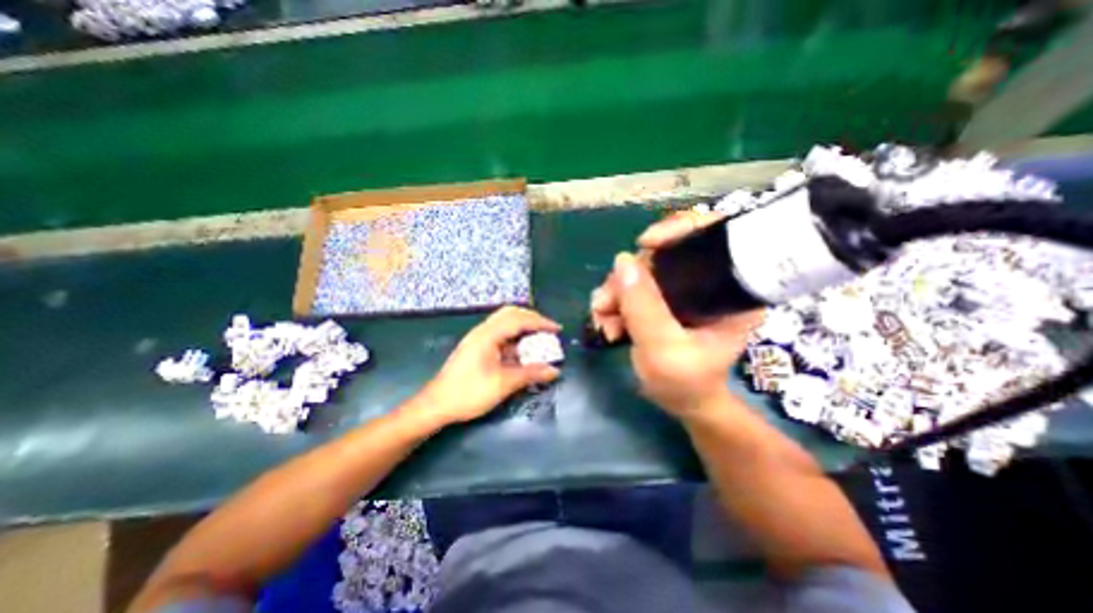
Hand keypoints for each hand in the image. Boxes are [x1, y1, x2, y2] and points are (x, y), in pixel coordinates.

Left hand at [414, 307, 558, 426]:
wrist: (436, 405)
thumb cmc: (468, 393)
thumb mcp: (503, 384)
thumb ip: (530, 374)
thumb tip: (554, 371)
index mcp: (488, 334)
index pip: (519, 319)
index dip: (540, 322)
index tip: (557, 330)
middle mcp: (483, 331)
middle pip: (511, 314)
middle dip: (532, 319)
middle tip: (548, 330)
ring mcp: (478, 338)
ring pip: (505, 324)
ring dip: (523, 329)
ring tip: (539, 340)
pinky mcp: (477, 347)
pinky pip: (500, 336)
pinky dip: (515, 339)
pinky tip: (522, 352)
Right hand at [595, 210, 762, 415]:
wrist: (680, 402)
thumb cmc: (684, 383)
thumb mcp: (663, 349)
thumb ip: (643, 307)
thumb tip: (622, 260)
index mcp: (731, 289)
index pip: (714, 235)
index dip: (680, 228)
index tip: (646, 244)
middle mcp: (709, 281)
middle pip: (666, 253)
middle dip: (630, 274)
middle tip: (605, 301)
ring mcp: (683, 288)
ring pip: (644, 269)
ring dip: (616, 290)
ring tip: (602, 318)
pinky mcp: (664, 298)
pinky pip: (634, 284)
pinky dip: (616, 298)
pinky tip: (606, 319)